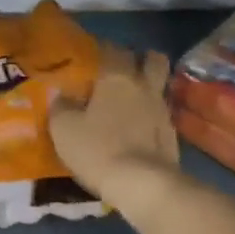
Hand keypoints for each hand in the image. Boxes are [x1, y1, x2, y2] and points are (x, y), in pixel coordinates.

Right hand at [49, 45, 179, 211]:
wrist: (143, 185)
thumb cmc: (98, 149)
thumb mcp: (63, 128)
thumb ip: (61, 106)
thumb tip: (62, 96)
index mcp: (117, 77)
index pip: (113, 48)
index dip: (102, 48)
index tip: (91, 55)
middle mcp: (144, 86)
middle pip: (152, 59)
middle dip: (139, 59)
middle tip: (121, 71)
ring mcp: (163, 109)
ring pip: (160, 85)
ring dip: (148, 87)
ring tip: (130, 100)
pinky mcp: (173, 134)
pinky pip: (162, 113)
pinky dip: (151, 115)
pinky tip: (138, 128)